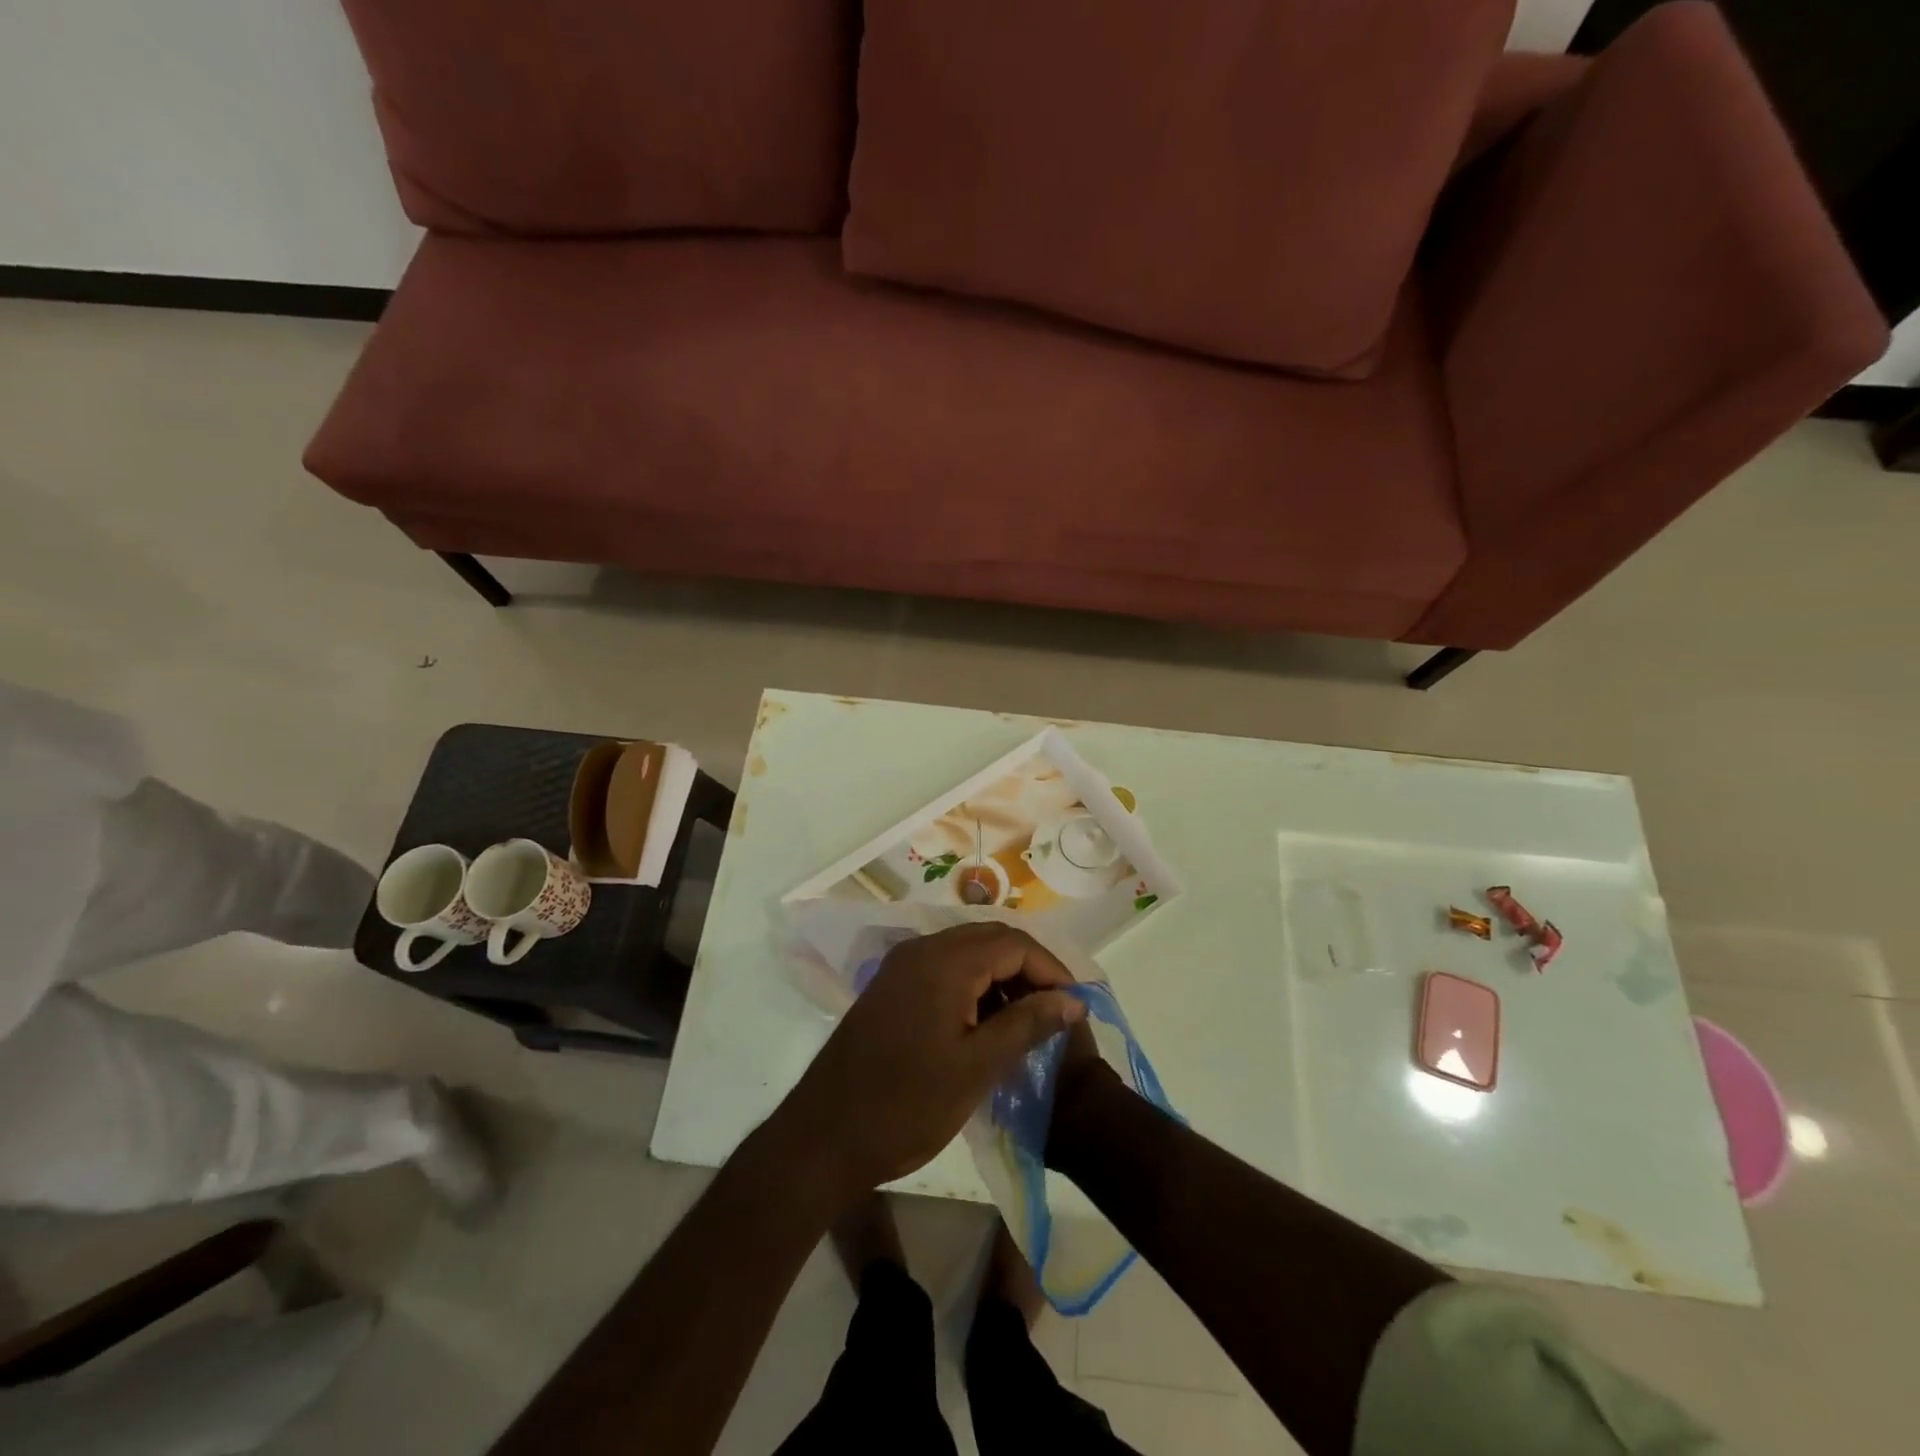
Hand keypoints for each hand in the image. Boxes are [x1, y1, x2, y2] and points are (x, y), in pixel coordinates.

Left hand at [773, 923, 1086, 1204]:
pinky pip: (944, 969)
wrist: (824, 1137)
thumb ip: (1027, 1024)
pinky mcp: (891, 986)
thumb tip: (1072, 1000)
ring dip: (1001, 978)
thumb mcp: (977, 1068)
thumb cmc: (906, 1106)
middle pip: (990, 940)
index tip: (1075, 1007)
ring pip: (967, 953)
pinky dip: (973, 987)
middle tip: (1055, 1013)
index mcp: (944, 961)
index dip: (1051, 970)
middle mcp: (921, 950)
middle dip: (1029, 970)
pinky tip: (985, 1024)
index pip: (1014, 943)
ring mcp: (901, 966)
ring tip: (1026, 1023)